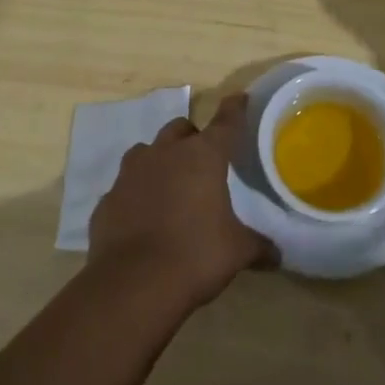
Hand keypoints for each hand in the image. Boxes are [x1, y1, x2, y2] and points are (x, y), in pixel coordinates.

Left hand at [87, 94, 271, 311]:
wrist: (132, 285)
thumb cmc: (195, 257)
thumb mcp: (237, 252)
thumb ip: (258, 246)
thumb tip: (277, 255)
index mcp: (202, 157)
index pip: (225, 122)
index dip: (234, 109)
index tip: (239, 98)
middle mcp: (164, 154)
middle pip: (180, 129)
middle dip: (192, 137)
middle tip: (203, 159)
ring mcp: (130, 174)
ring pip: (147, 151)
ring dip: (160, 160)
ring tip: (171, 184)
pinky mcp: (107, 199)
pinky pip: (126, 186)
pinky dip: (137, 193)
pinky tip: (144, 216)